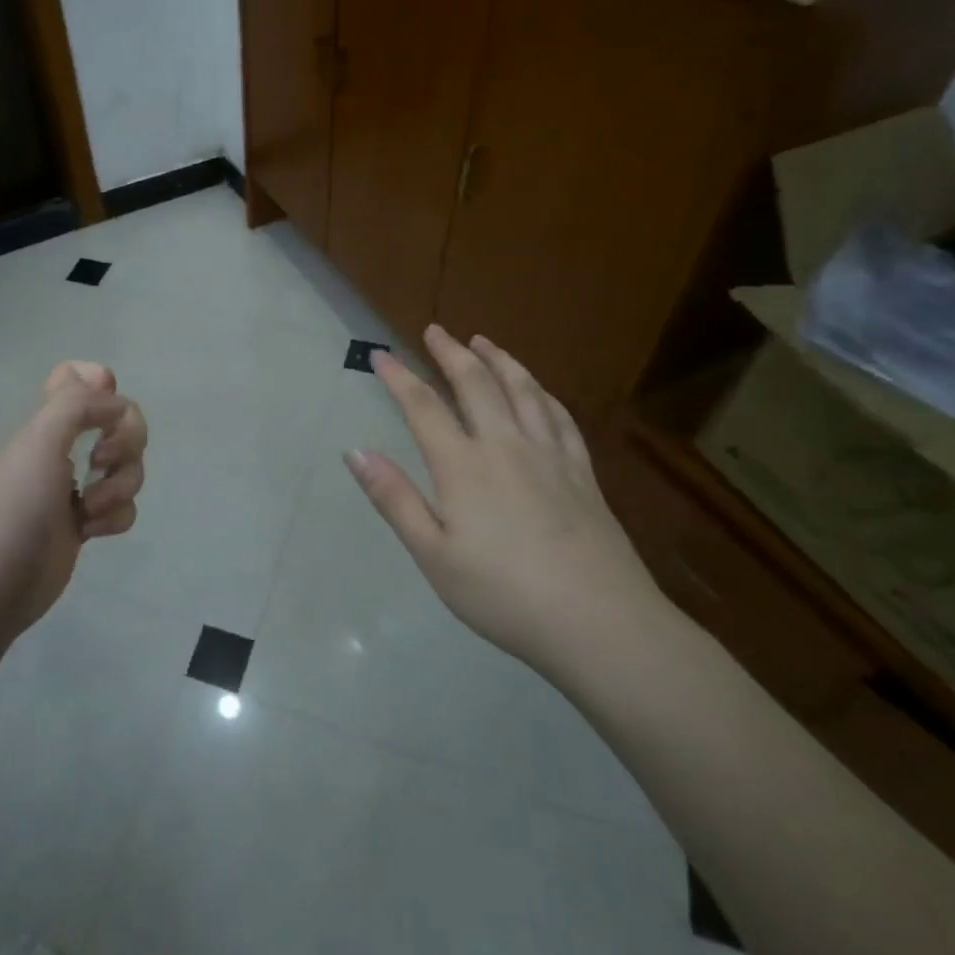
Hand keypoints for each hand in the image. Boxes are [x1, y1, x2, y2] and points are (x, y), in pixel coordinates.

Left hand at [0, 362, 146, 642]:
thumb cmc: (12, 509)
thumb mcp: (39, 443)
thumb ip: (78, 406)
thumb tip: (117, 400)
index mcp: (47, 424)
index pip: (75, 378)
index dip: (100, 383)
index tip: (105, 406)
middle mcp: (62, 449)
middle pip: (119, 422)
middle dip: (127, 440)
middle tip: (102, 459)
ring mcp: (74, 489)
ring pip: (127, 468)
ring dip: (121, 484)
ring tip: (91, 509)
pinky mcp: (84, 526)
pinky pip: (121, 509)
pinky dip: (116, 517)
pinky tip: (92, 533)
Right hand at [344, 325, 667, 678]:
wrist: (599, 623)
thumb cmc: (502, 594)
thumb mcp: (433, 555)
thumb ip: (394, 499)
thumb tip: (355, 452)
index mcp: (463, 466)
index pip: (422, 407)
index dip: (399, 377)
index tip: (380, 354)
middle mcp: (505, 447)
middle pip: (476, 386)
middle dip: (451, 354)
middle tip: (435, 330)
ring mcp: (550, 456)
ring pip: (523, 391)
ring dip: (500, 361)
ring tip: (483, 342)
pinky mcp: (583, 474)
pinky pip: (560, 418)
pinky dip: (542, 394)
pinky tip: (538, 390)